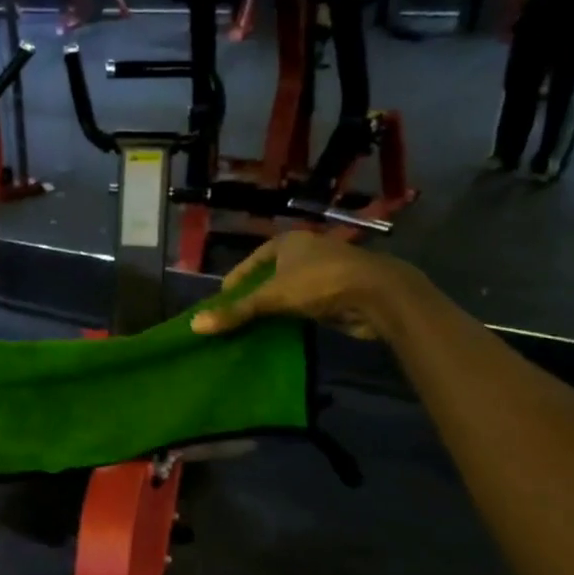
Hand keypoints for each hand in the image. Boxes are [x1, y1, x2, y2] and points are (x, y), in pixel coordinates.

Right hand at [190, 233, 418, 341]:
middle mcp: (306, 251)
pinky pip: (306, 305)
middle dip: (254, 296)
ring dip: (274, 308)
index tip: (222, 301)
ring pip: (289, 291)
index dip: (236, 280)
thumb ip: (237, 312)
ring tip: (254, 329)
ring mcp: (325, 271)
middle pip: (271, 276)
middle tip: (235, 318)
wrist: (378, 295)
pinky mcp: (338, 293)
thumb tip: (195, 325)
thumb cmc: (320, 283)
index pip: (252, 260)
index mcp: (288, 241)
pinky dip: (293, 317)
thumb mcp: (273, 297)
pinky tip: (282, 333)